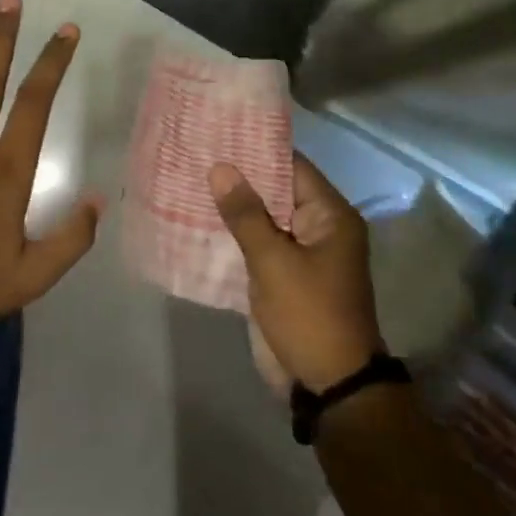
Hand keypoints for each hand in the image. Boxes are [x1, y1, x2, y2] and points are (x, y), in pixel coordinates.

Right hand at [210, 154, 382, 391]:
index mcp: (329, 216)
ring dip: (232, 207)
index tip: (218, 132)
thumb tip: (220, 167)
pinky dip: (232, 236)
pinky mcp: (282, 276)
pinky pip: (256, 246)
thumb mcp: (274, 261)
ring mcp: (299, 253)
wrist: (326, 383)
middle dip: (238, 177)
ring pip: (262, 220)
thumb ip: (245, 214)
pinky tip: (195, 222)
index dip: (256, 149)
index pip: (291, 166)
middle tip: (194, 152)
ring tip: (186, 179)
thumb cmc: (308, 314)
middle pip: (275, 191)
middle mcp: (317, 228)